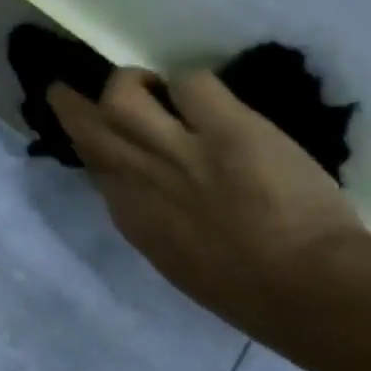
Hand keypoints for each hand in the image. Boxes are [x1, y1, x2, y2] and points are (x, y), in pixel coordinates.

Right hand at [48, 69, 365, 333]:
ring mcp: (177, 148)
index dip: (85, 141)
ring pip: (122, 94)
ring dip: (131, 82)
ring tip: (151, 83)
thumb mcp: (174, 257)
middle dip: (71, 102)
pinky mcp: (225, 127)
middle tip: (68, 86)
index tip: (88, 131)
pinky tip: (210, 98)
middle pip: (87, 124)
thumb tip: (146, 188)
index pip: (92, 164)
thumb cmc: (242, 289)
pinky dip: (193, 84)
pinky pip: (191, 82)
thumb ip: (151, 216)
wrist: (303, 286)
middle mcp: (138, 175)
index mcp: (130, 214)